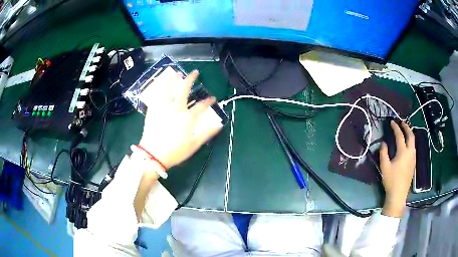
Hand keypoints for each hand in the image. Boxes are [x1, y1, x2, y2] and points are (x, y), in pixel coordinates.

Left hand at [138, 70, 221, 171]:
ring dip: (171, 79)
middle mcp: (175, 109)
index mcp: (187, 117)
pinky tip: (158, 87)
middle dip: (190, 79)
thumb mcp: (194, 145)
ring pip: (167, 89)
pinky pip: (155, 98)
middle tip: (194, 72)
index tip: (213, 98)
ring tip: (173, 72)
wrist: (153, 155)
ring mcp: (162, 109)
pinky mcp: (152, 112)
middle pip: (184, 90)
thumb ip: (207, 133)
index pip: (201, 106)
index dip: (208, 101)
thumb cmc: (175, 151)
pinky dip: (157, 90)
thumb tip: (219, 124)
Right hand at [379, 121, 415, 216]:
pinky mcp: (413, 163)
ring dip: (410, 134)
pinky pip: (413, 148)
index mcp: (403, 152)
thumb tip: (383, 143)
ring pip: (413, 142)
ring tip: (405, 131)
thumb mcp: (384, 167)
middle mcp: (410, 152)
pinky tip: (407, 145)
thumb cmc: (391, 181)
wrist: (399, 194)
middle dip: (406, 127)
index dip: (396, 128)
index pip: (400, 136)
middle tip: (402, 123)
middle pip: (411, 136)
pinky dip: (411, 142)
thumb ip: (383, 153)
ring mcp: (413, 158)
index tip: (392, 122)